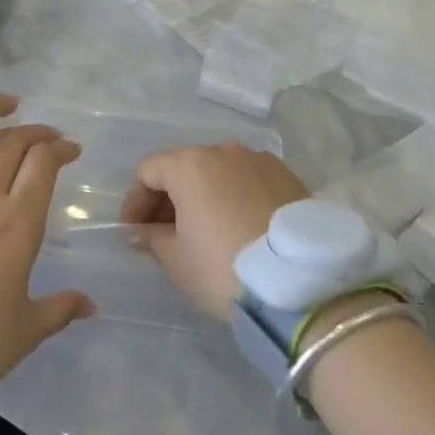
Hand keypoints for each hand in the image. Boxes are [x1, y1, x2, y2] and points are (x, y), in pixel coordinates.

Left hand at [0, 94, 93, 399]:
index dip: (60, 148)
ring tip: (4, 103)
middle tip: (46, 136)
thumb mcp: (26, 330)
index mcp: (17, 222)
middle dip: (36, 130)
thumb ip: (61, 308)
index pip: (43, 162)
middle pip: (12, 141)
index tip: (70, 150)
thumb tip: (90, 305)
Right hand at [120, 142, 309, 317]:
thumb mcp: (176, 259)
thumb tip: (140, 231)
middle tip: (164, 234)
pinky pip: (249, 182)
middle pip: (185, 167)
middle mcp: (225, 151)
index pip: (148, 171)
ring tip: (205, 232)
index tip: (133, 232)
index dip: (135, 201)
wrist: (301, 283)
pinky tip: (239, 229)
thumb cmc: (223, 267)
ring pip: (220, 173)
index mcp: (191, 164)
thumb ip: (152, 238)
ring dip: (204, 197)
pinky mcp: (290, 178)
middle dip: (169, 198)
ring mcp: (261, 161)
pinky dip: (235, 199)